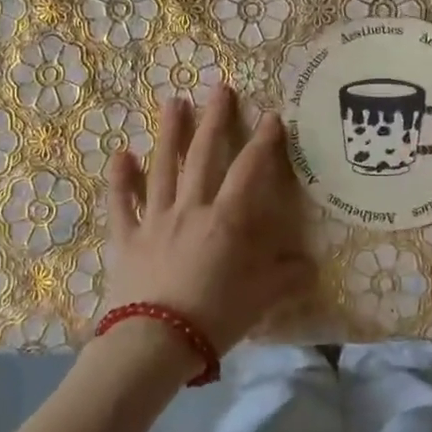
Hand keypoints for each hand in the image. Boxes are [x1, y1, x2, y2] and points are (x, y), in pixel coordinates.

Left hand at [103, 85, 313, 353]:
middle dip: (214, 120)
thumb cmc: (213, 317)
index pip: (249, 171)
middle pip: (202, 156)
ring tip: (174, 101)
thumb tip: (311, 265)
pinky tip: (120, 155)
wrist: (153, 343)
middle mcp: (190, 209)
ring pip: (162, 167)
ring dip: (169, 133)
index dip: (263, 142)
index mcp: (226, 220)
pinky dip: (120, 179)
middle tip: (219, 88)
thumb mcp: (260, 299)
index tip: (271, 116)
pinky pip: (121, 203)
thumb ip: (286, 277)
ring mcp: (154, 220)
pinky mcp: (127, 238)